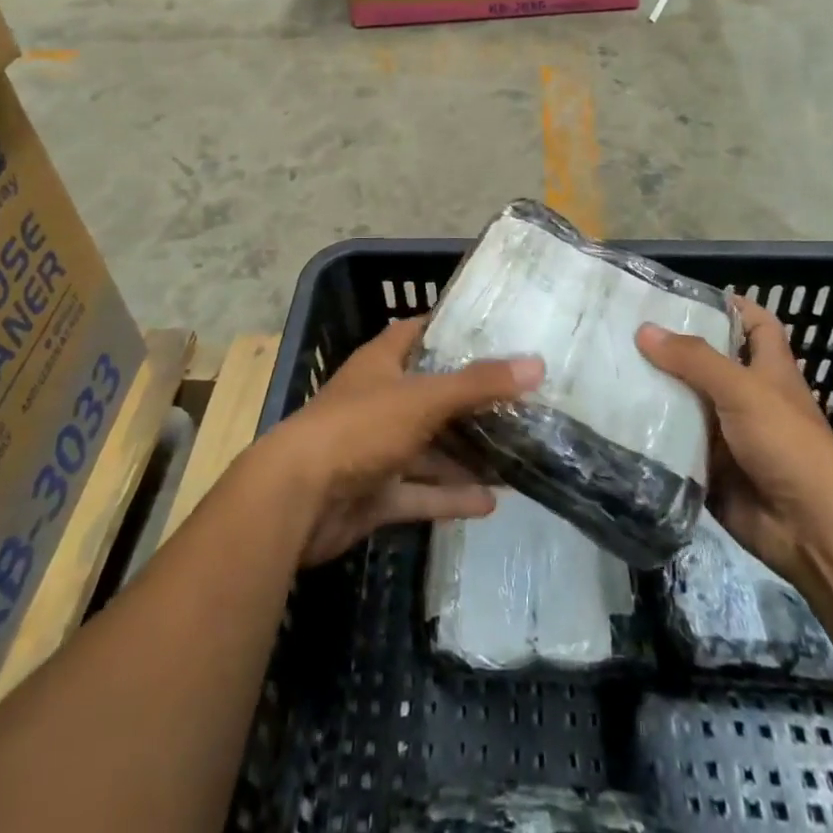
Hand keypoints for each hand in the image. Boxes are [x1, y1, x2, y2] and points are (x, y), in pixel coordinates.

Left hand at [255, 316, 543, 565]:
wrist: (296, 500)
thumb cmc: (359, 427)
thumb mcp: (423, 399)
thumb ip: (478, 384)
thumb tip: (536, 363)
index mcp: (381, 363)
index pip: (416, 333)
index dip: (449, 329)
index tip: (493, 332)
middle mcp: (378, 401)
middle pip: (430, 395)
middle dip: (470, 402)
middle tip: (520, 403)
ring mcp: (374, 449)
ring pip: (428, 448)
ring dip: (465, 455)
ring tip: (515, 457)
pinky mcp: (374, 493)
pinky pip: (419, 492)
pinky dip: (449, 497)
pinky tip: (490, 503)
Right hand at [637, 296, 832, 577]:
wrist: (812, 531)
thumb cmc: (787, 444)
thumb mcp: (743, 390)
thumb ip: (694, 359)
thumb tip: (644, 329)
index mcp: (767, 370)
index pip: (754, 324)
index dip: (728, 305)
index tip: (681, 295)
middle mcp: (746, 397)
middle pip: (706, 362)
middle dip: (671, 348)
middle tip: (623, 329)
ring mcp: (727, 434)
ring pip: (685, 403)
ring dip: (655, 391)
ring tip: (606, 366)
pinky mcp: (710, 468)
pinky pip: (675, 444)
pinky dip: (651, 434)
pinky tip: (613, 417)